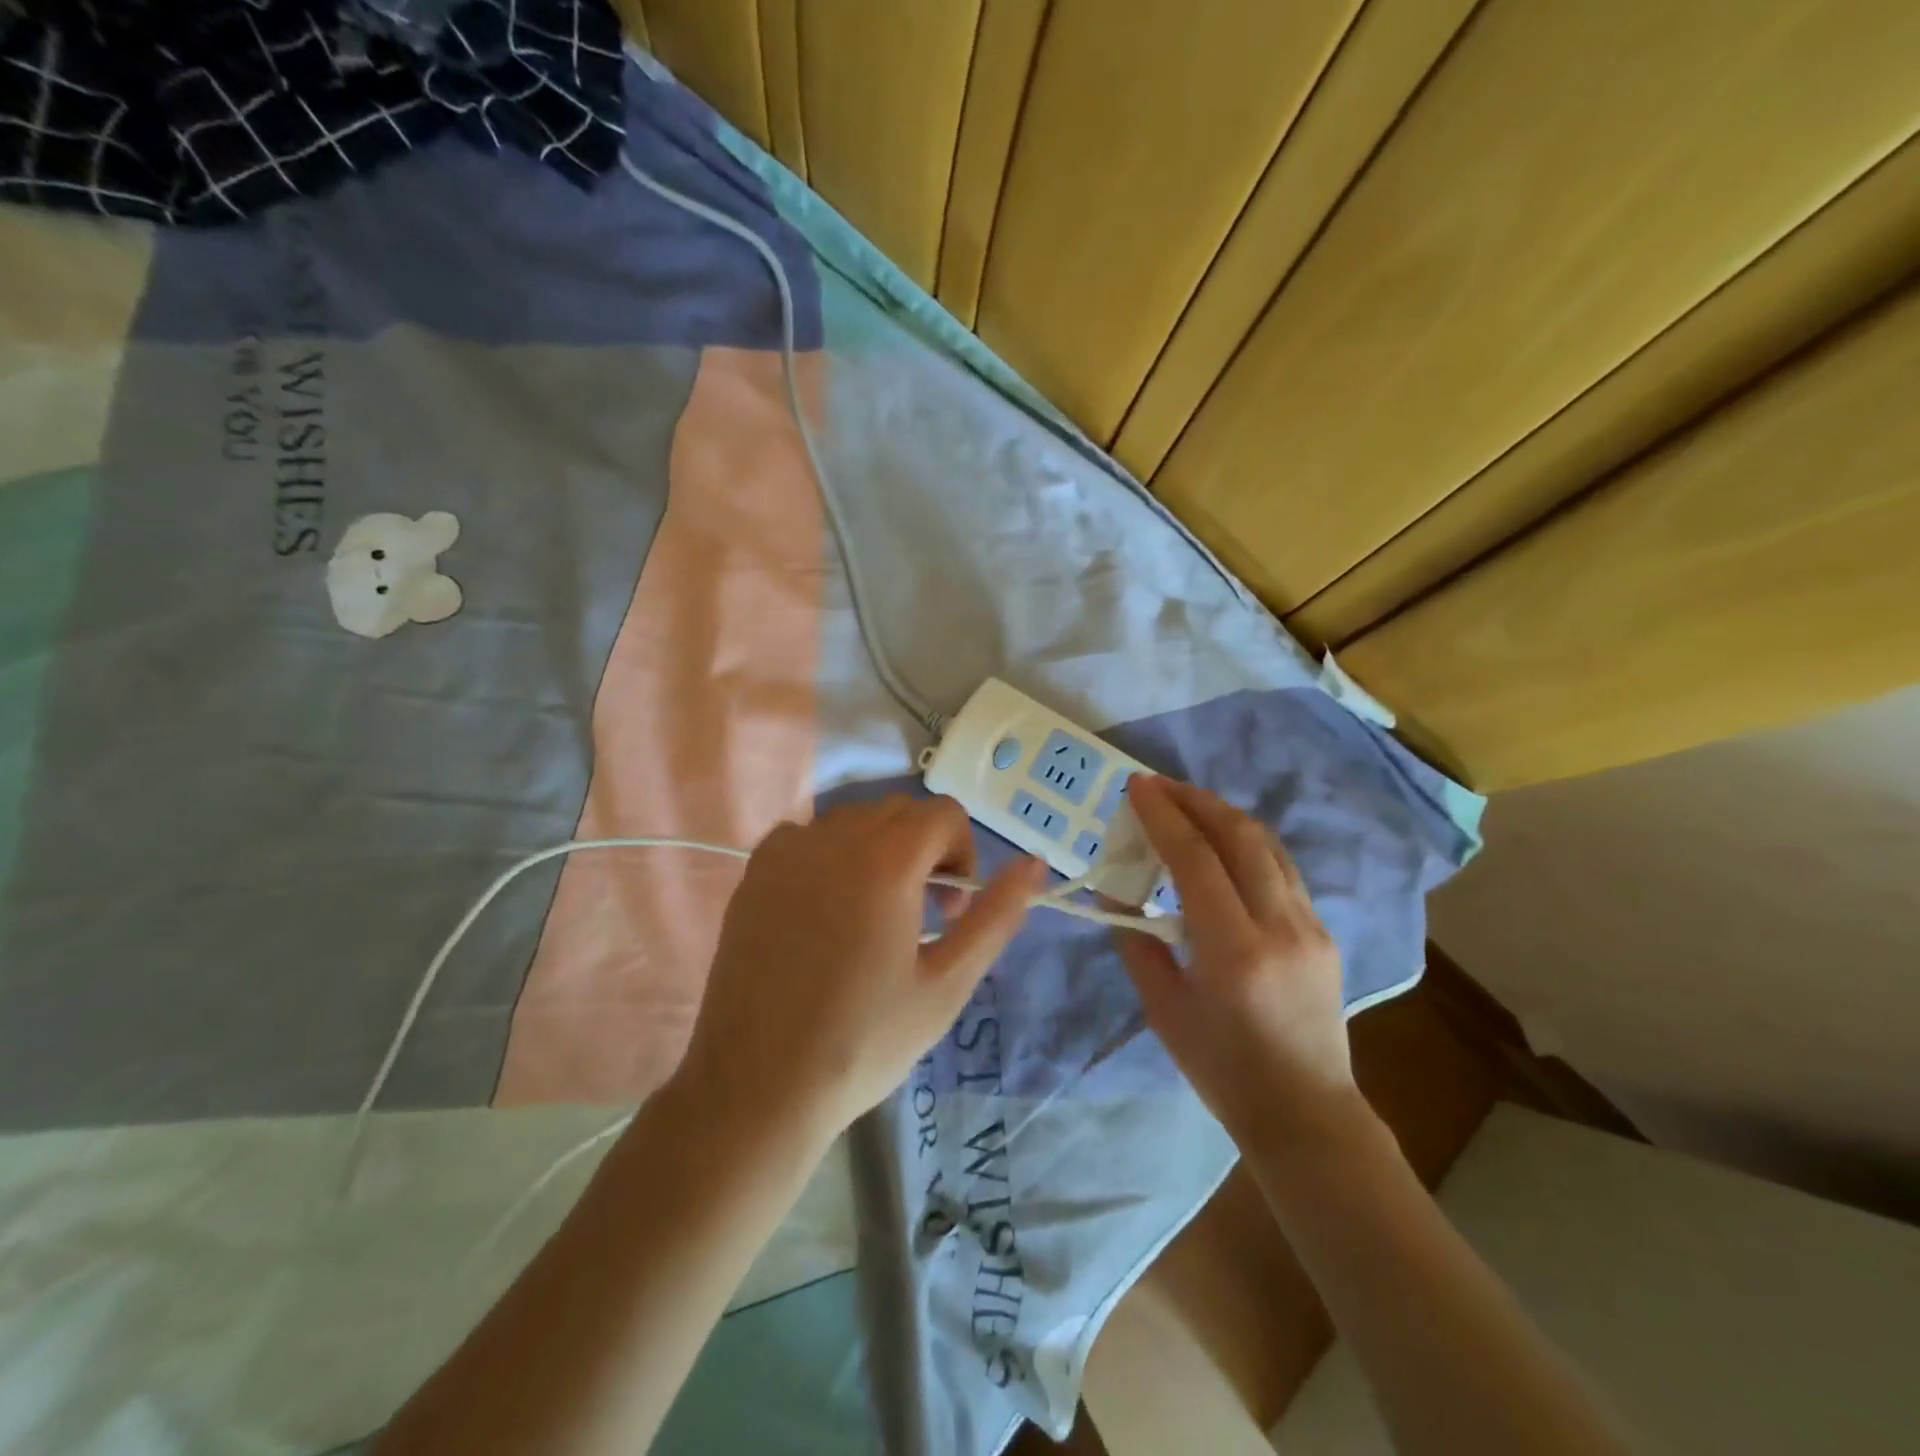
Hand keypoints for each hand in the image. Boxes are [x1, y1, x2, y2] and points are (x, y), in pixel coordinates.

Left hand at [676, 795, 1045, 1142]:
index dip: (962, 853)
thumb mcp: (948, 984)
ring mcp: (788, 850)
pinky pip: (807, 835)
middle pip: (900, 811)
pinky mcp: (755, 871)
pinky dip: (829, 854)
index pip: (943, 813)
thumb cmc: (864, 1040)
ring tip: (872, 914)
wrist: (758, 1084)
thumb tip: (1034, 863)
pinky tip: (823, 908)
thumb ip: (996, 916)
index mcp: (887, 861)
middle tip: (919, 915)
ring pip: (854, 819)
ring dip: (879, 849)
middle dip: (925, 849)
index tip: (950, 910)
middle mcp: (834, 837)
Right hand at [1117, 776, 1358, 1149]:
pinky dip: (1247, 841)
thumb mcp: (1163, 1010)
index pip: (1195, 860)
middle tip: (1157, 786)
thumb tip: (1117, 896)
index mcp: (1233, 950)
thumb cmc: (1223, 1070)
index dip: (1163, 816)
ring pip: (1268, 844)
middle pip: (1240, 836)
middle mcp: (1279, 926)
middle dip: (1195, 800)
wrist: (1305, 1112)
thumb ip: (1137, 944)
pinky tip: (1222, 842)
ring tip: (1187, 802)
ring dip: (1224, 814)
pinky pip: (1281, 868)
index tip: (1136, 787)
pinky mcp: (1322, 931)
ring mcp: (1309, 925)